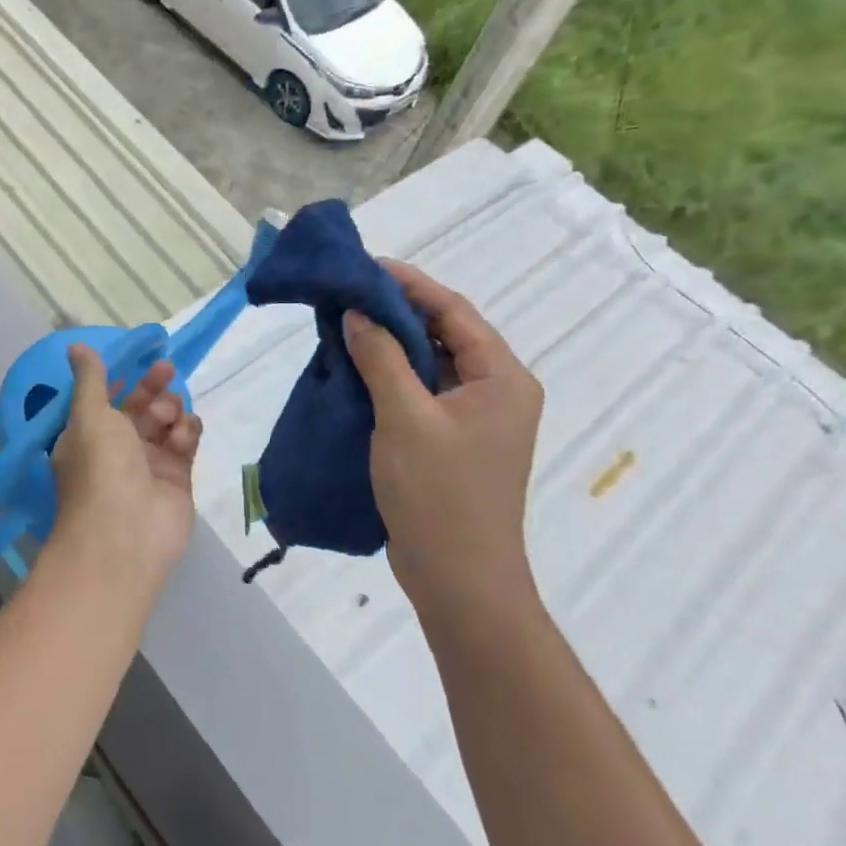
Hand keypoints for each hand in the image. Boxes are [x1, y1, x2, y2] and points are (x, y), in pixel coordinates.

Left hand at [49, 345, 201, 582]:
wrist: (126, 535)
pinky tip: (184, 434)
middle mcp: (117, 449)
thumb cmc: (100, 468)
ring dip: (170, 410)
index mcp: (88, 434)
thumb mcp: (89, 415)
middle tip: (166, 371)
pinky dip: (187, 432)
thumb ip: (90, 379)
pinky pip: (186, 443)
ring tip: (168, 418)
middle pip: (140, 407)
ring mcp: (149, 464)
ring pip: (166, 422)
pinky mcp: (178, 478)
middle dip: (152, 388)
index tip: (142, 359)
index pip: (107, 398)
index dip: (124, 378)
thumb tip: (75, 345)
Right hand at [342, 261, 543, 626]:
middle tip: (346, 293)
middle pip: (444, 334)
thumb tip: (356, 312)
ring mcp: (475, 417)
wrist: (459, 579)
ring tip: (343, 323)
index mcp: (502, 378)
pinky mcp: (452, 439)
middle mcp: (496, 390)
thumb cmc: (439, 496)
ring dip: (389, 343)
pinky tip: (354, 367)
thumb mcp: (404, 419)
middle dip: (396, 311)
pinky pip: (421, 391)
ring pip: (429, 363)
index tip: (365, 266)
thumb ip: (381, 359)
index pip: (454, 312)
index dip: (409, 284)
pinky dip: (390, 375)